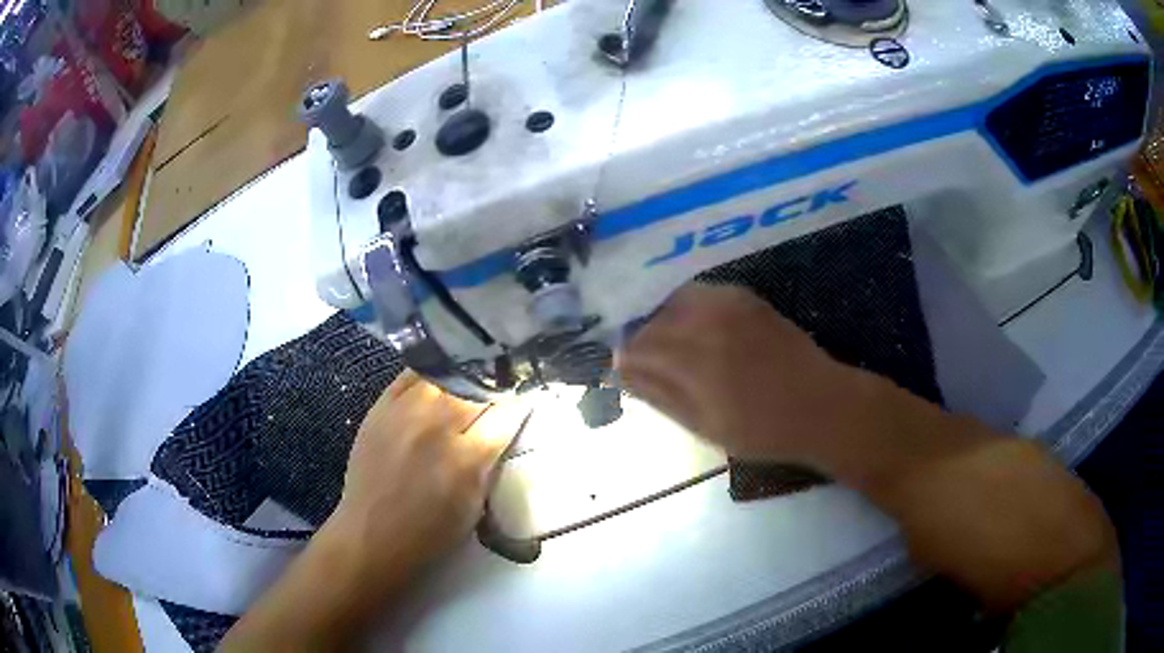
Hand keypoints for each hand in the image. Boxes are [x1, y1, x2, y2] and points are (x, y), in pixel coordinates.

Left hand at [326, 371, 528, 595]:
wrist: (372, 531)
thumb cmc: (431, 531)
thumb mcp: (475, 504)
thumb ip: (491, 461)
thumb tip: (505, 426)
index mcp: (467, 459)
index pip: (507, 412)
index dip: (522, 399)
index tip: (529, 391)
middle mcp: (437, 427)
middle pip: (478, 385)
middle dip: (497, 382)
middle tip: (505, 381)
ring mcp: (405, 411)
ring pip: (447, 372)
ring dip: (467, 373)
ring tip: (477, 372)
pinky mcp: (381, 405)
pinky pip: (412, 372)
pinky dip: (434, 371)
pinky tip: (444, 372)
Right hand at [617, 285, 866, 468]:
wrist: (820, 404)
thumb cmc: (762, 430)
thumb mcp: (704, 426)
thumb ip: (660, 394)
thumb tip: (620, 370)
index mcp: (693, 362)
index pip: (635, 348)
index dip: (625, 361)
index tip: (625, 374)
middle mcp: (705, 322)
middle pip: (649, 320)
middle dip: (641, 341)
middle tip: (647, 365)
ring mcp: (727, 303)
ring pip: (671, 301)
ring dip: (662, 322)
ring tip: (672, 349)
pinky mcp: (743, 296)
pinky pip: (699, 293)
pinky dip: (687, 309)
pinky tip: (696, 331)